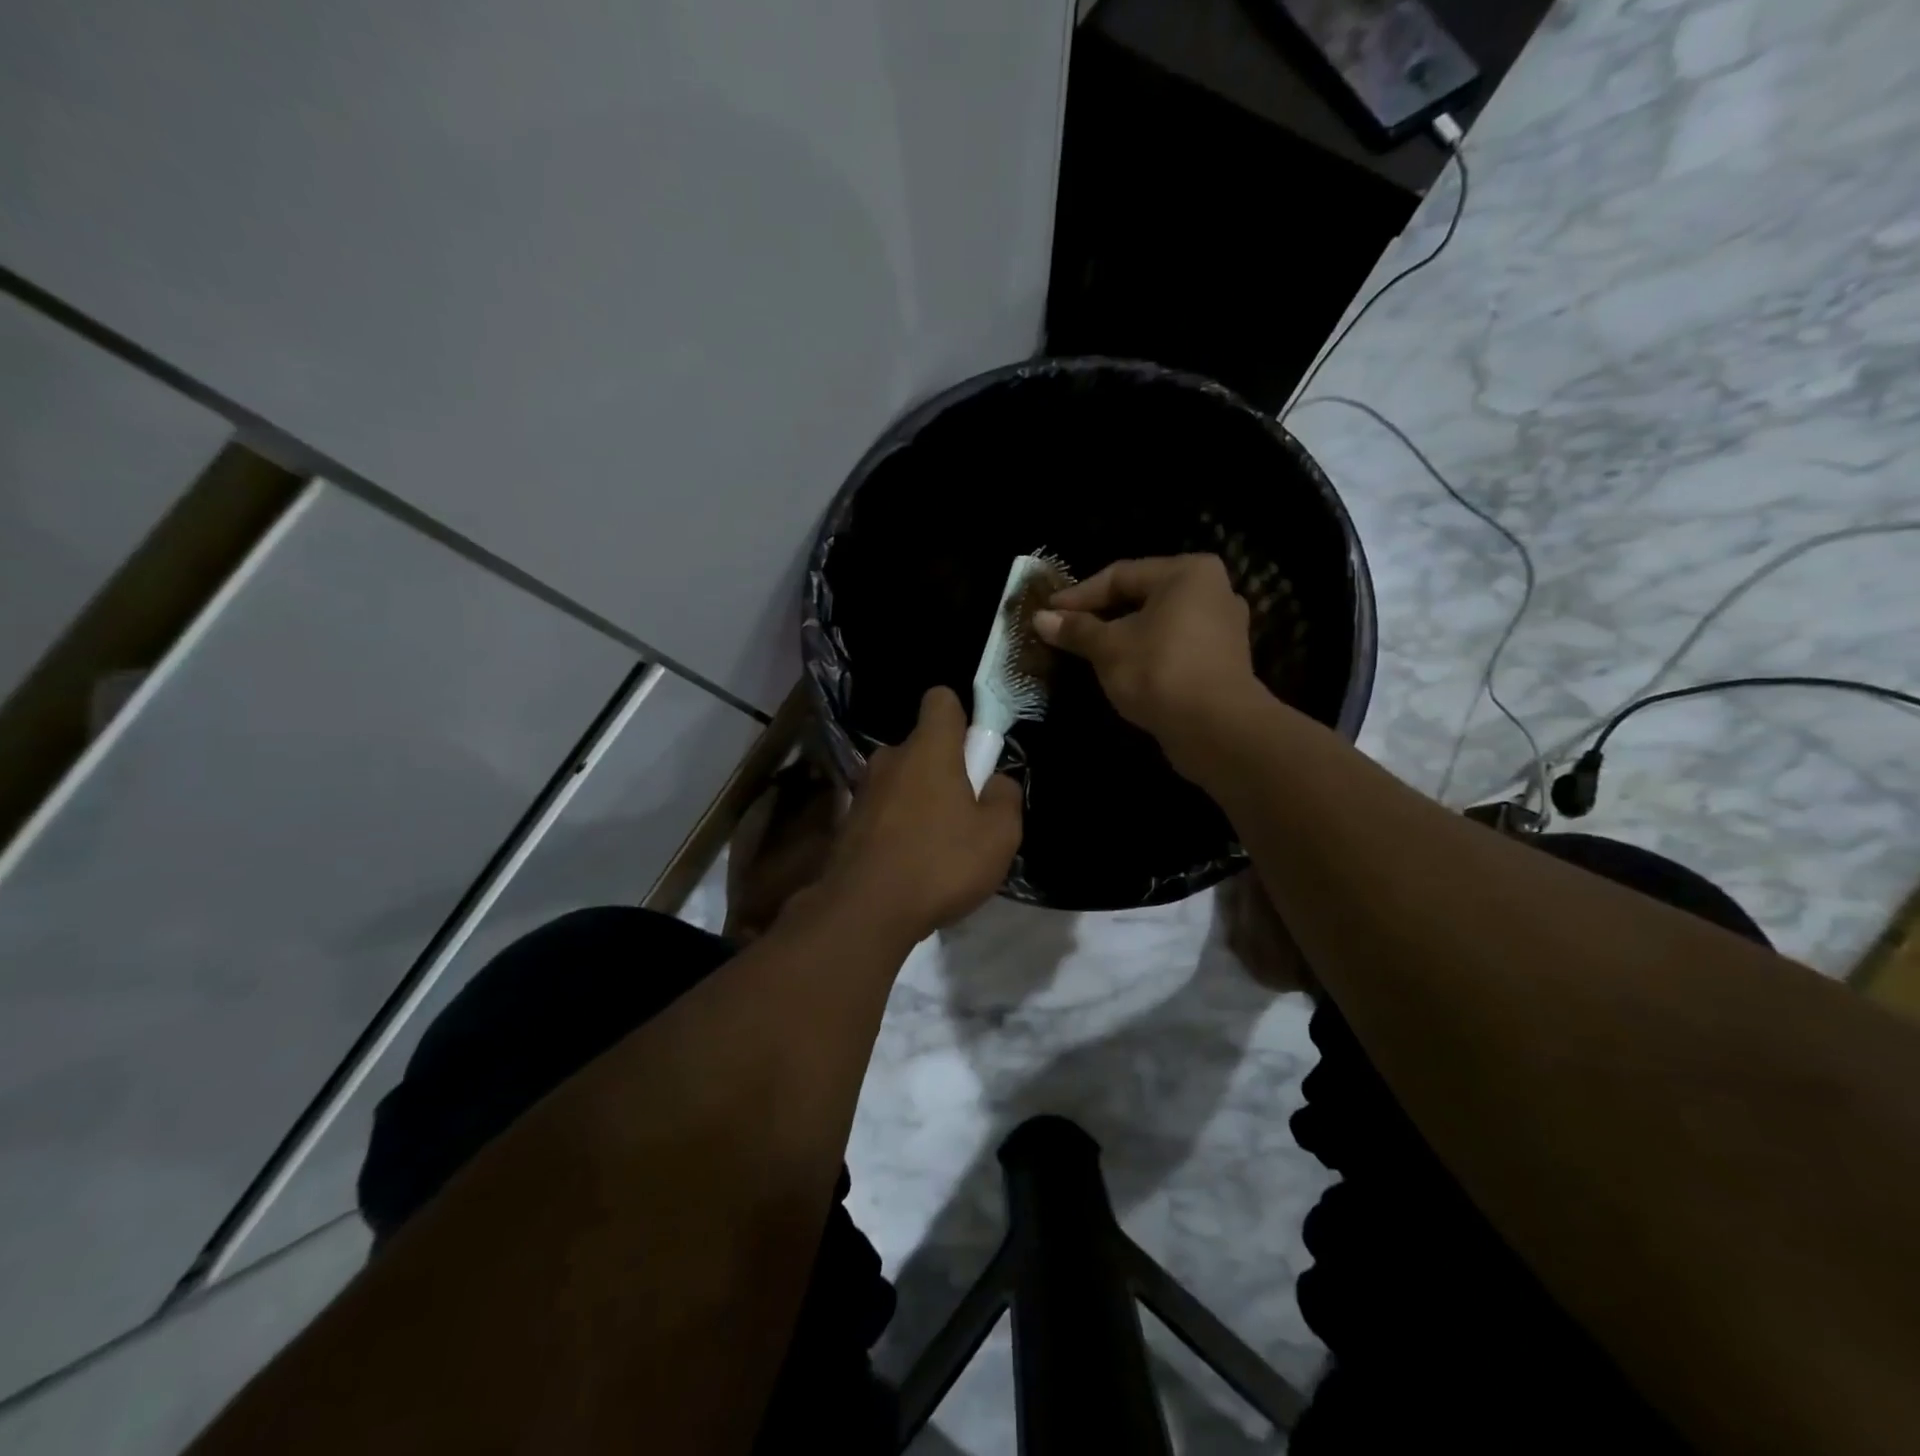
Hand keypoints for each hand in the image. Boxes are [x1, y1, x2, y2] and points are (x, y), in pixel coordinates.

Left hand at [816, 687, 1022, 945]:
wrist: (863, 912)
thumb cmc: (940, 864)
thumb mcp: (999, 836)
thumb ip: (1006, 797)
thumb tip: (997, 782)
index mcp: (928, 749)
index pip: (941, 699)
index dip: (962, 716)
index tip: (975, 750)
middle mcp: (890, 758)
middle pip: (922, 745)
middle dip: (944, 768)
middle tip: (965, 811)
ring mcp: (863, 790)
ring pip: (901, 780)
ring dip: (919, 799)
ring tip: (936, 845)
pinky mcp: (847, 822)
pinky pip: (883, 810)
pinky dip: (897, 825)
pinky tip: (909, 862)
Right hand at [1033, 555, 1260, 768]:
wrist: (1215, 728)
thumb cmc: (1159, 671)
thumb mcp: (1108, 647)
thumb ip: (1076, 629)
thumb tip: (1040, 618)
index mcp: (1187, 573)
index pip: (1120, 575)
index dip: (1079, 595)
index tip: (1048, 613)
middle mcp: (1212, 591)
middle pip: (1142, 597)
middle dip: (1101, 615)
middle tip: (1065, 630)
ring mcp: (1222, 628)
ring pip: (1158, 624)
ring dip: (1122, 636)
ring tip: (1088, 651)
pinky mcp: (1222, 661)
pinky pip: (1173, 647)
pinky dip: (1145, 653)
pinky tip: (1121, 669)